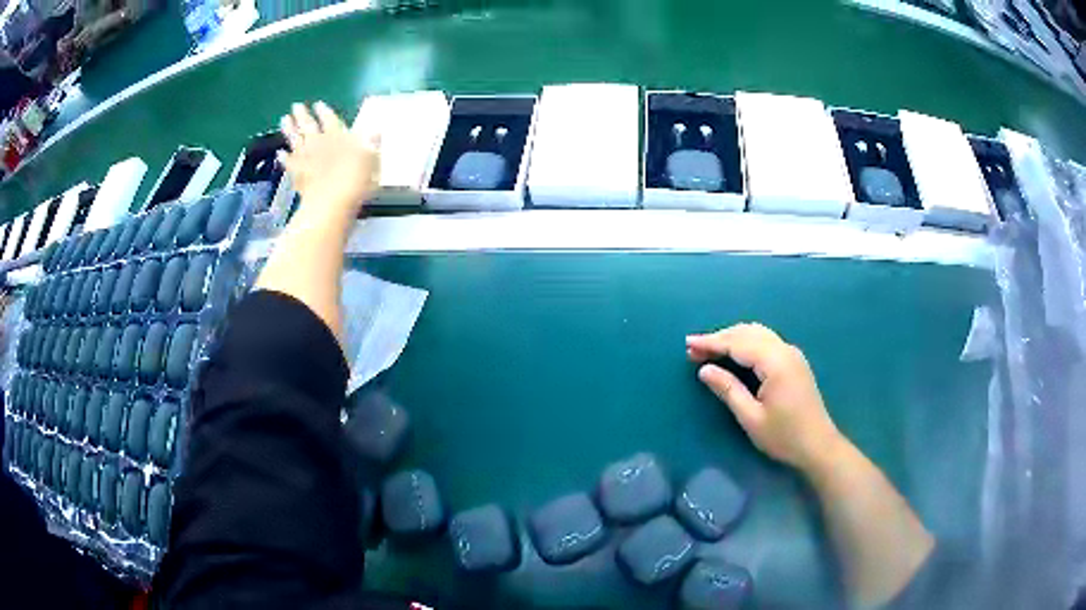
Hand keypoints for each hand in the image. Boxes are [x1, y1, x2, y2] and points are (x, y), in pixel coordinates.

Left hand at [279, 102, 379, 217]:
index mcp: (338, 135)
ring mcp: (305, 157)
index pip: (329, 118)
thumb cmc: (356, 181)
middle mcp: (319, 141)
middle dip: (302, 114)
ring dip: (289, 129)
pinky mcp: (296, 173)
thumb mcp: (372, 160)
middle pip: (308, 124)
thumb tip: (375, 130)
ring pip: (295, 138)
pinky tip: (280, 153)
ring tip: (284, 119)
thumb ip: (371, 144)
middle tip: (296, 106)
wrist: (330, 203)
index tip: (318, 105)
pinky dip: (284, 157)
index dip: (324, 111)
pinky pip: (288, 162)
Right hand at [687, 323, 843, 472]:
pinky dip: (746, 342)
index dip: (712, 342)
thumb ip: (728, 390)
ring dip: (733, 337)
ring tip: (709, 348)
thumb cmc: (783, 436)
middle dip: (720, 337)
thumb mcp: (751, 418)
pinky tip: (735, 352)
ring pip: (758, 334)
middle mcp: (785, 351)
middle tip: (694, 348)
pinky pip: (766, 341)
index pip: (738, 343)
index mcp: (775, 363)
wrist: (818, 445)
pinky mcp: (794, 361)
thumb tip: (704, 369)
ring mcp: (792, 354)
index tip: (688, 345)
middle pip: (748, 333)